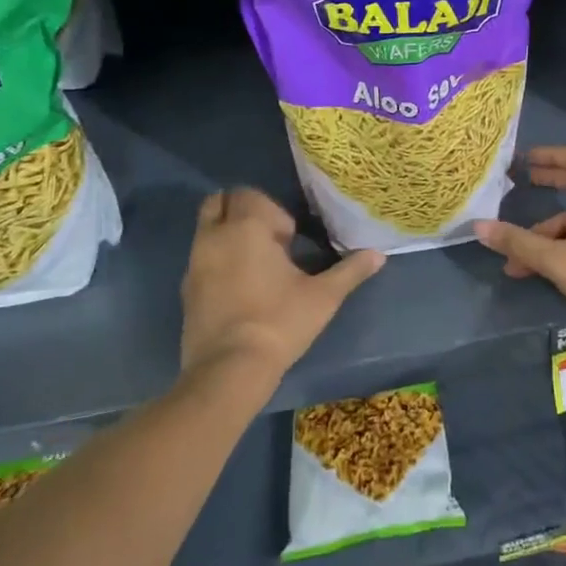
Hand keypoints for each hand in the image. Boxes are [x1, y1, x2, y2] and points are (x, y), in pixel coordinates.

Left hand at [180, 189, 382, 381]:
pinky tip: (242, 290)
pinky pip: (201, 260)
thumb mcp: (323, 296)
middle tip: (271, 242)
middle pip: (219, 203)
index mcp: (245, 228)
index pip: (248, 194)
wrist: (229, 371)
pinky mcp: (186, 292)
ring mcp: (194, 265)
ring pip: (207, 231)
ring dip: (229, 237)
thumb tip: (379, 255)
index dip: (272, 210)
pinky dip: (218, 262)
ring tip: (258, 267)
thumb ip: (350, 270)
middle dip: (243, 213)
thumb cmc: (279, 322)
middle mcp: (213, 237)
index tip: (290, 239)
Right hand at [474, 146, 565, 349]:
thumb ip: (520, 243)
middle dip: (549, 184)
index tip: (525, 160)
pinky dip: (563, 249)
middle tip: (521, 185)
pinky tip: (539, 272)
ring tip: (516, 262)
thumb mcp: (559, 262)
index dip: (552, 154)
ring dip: (547, 235)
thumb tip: (479, 227)